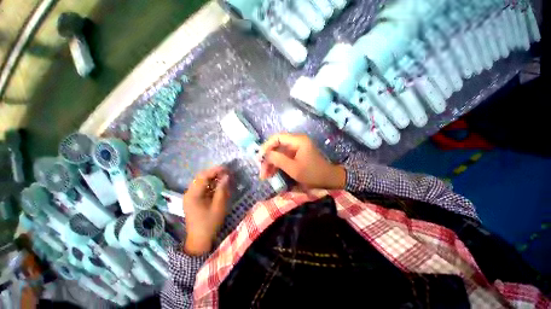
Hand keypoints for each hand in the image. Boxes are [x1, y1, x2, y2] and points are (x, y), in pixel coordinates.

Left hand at [182, 166, 229, 255]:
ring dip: (212, 178)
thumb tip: (226, 176)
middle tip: (226, 172)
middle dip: (214, 173)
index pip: (203, 177)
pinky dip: (210, 185)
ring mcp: (190, 196)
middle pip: (201, 177)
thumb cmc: (210, 223)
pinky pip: (202, 188)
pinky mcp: (193, 200)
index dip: (215, 170)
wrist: (200, 240)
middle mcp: (189, 193)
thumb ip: (222, 189)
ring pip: (201, 182)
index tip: (226, 168)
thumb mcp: (218, 205)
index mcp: (192, 195)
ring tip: (224, 178)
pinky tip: (218, 185)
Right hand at [259, 133, 345, 188]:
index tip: (259, 158)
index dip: (266, 146)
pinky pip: (284, 157)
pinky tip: (272, 173)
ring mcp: (296, 148)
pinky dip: (277, 165)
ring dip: (271, 163)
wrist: (328, 179)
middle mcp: (296, 141)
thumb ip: (278, 159)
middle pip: (277, 146)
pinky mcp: (297, 155)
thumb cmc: (312, 174)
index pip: (277, 138)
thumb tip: (265, 155)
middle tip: (262, 172)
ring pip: (279, 153)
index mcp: (298, 141)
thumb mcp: (293, 168)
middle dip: (268, 158)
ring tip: (265, 176)